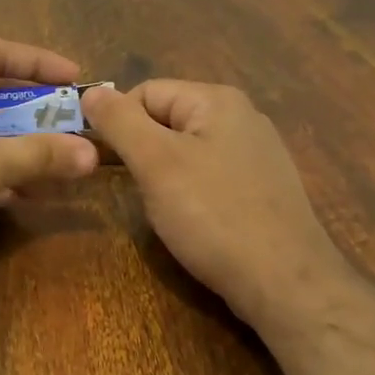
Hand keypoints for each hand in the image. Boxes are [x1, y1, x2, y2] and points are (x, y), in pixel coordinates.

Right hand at [81, 80, 348, 326]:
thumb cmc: (213, 215)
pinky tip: (192, 220)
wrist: (285, 282)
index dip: (118, 124)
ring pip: (186, 150)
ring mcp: (256, 153)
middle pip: (166, 119)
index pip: (145, 92)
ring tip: (163, 208)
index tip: (105, 163)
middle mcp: (241, 116)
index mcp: (217, 100)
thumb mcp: (156, 163)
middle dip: (141, 151)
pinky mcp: (261, 187)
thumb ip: (119, 122)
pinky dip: (190, 192)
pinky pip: (209, 174)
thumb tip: (89, 92)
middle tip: (135, 188)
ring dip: (163, 174)